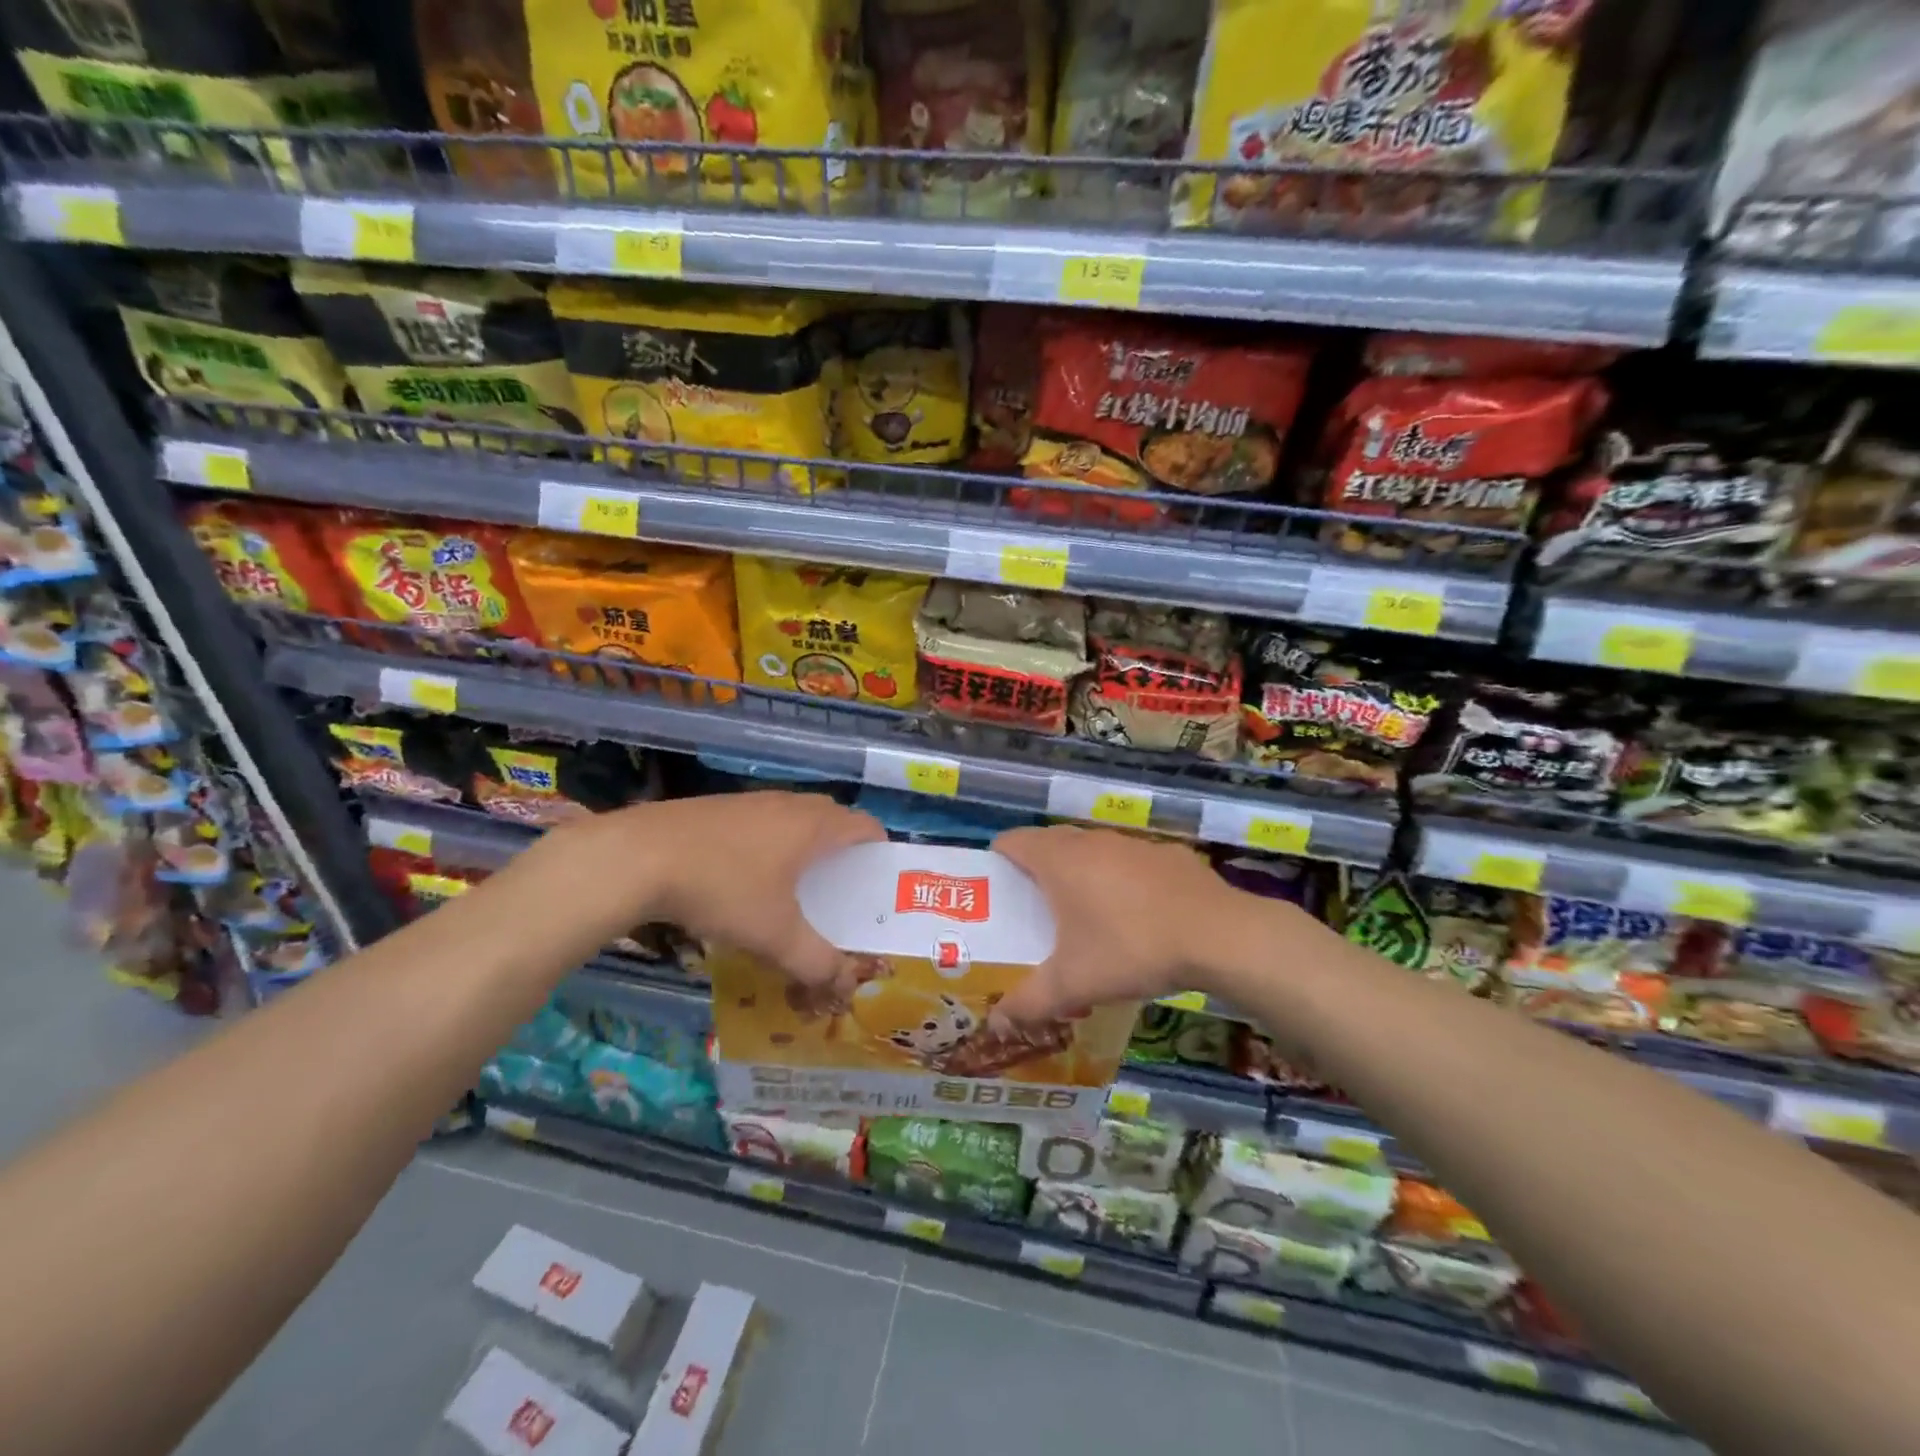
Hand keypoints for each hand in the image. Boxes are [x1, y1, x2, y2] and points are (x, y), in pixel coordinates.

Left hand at [585, 791, 885, 990]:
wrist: (639, 857)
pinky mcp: (719, 808)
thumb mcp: (776, 936)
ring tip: (794, 890)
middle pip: (833, 821)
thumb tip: (845, 986)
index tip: (876, 887)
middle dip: (843, 854)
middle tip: (839, 894)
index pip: (868, 827)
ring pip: (795, 821)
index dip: (880, 854)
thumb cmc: (723, 889)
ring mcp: (752, 801)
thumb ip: (818, 963)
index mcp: (816, 825)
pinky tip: (745, 880)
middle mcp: (790, 804)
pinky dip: (770, 846)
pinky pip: (763, 823)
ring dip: (804, 849)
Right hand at [988, 825, 1252, 1024]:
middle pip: (1050, 843)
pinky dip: (1121, 879)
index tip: (994, 890)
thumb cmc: (1130, 948)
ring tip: (1081, 915)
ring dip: (1080, 873)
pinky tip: (1135, 915)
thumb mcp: (1073, 984)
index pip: (1012, 841)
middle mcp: (1092, 841)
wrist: (1219, 935)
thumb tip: (996, 1025)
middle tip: (1031, 910)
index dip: (997, 860)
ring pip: (1092, 850)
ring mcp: (1133, 844)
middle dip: (1035, 870)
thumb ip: (1029, 1003)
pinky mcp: (1168, 854)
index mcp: (1060, 860)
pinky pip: (1129, 862)